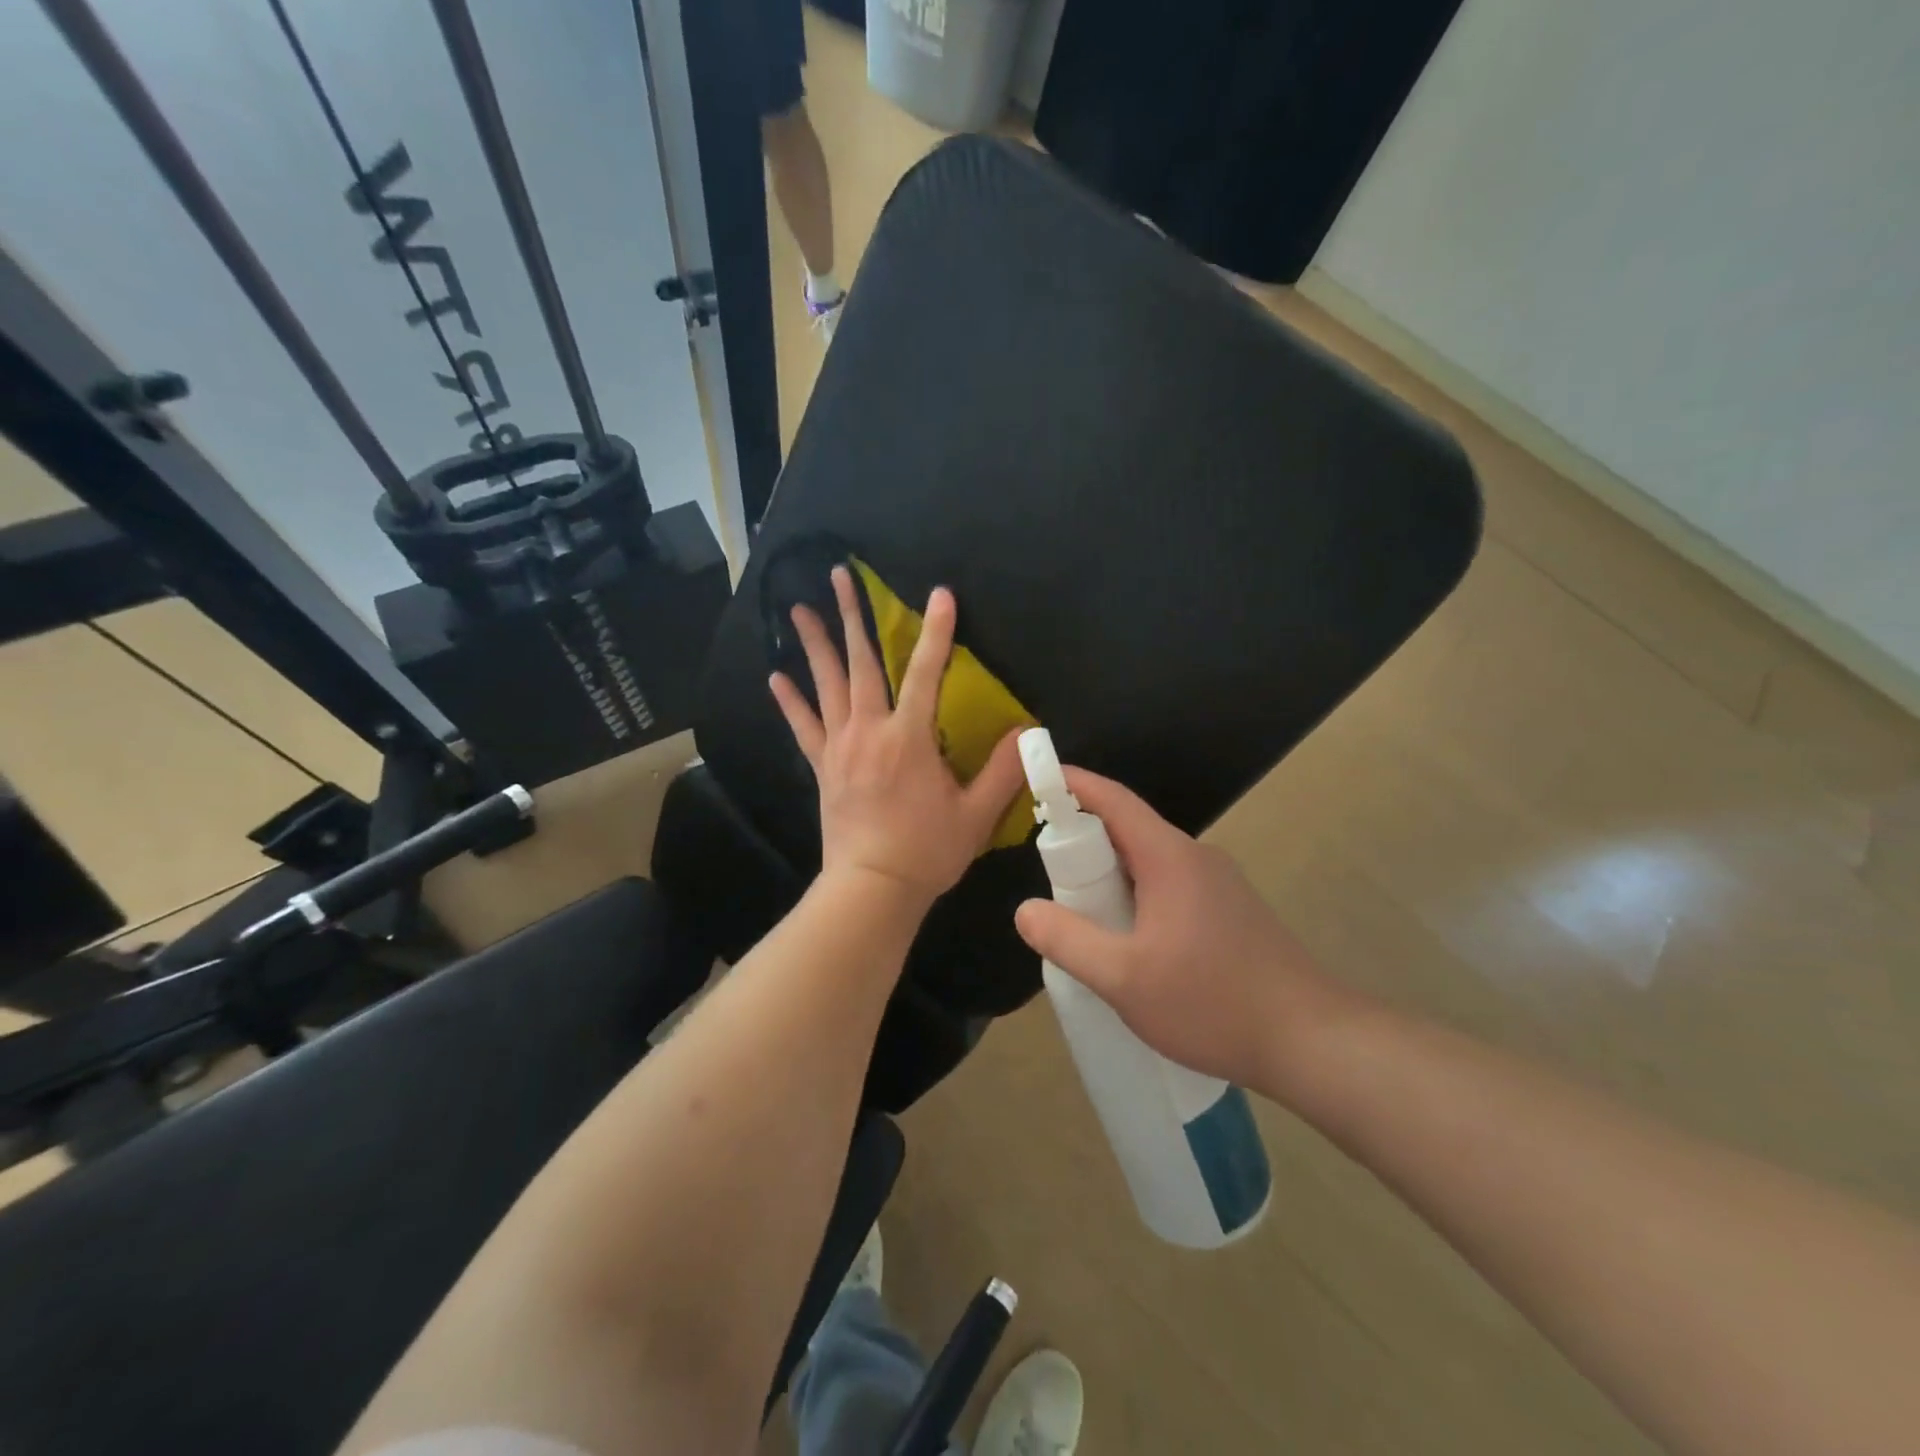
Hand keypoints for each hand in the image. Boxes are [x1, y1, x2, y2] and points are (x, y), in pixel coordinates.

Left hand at [770, 567, 1025, 906]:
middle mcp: (869, 732)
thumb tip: (1028, 731)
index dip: (935, 632)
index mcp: (908, 738)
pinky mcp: (823, 767)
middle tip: (839, 575)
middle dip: (852, 615)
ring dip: (815, 644)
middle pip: (860, 663)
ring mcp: (840, 748)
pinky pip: (804, 727)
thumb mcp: (976, 814)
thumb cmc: (927, 852)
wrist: (872, 889)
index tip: (939, 594)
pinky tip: (776, 676)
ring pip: (826, 685)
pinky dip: (791, 701)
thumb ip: (1004, 770)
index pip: (925, 673)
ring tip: (799, 608)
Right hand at [1013, 768, 1355, 1095]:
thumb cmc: (1212, 1002)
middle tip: (1048, 872)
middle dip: (1084, 840)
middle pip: (1129, 830)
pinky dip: (1136, 897)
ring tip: (1081, 915)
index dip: (1074, 784)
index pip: (1114, 801)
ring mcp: (1219, 885)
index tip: (1040, 776)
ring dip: (1110, 876)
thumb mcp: (1124, 978)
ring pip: (1149, 863)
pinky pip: (1169, 887)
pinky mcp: (1230, 912)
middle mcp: (1196, 858)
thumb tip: (1025, 910)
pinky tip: (1129, 942)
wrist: (1312, 1041)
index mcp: (1170, 858)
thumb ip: (1068, 941)